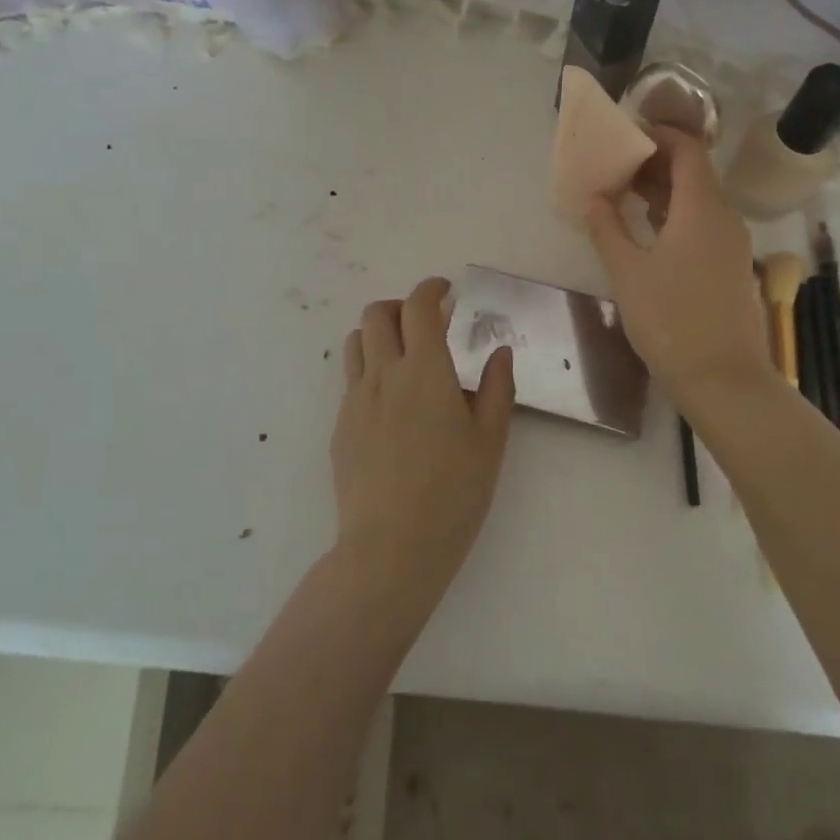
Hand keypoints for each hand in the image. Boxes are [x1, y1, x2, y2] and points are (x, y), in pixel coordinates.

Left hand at [331, 277, 514, 605]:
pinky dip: (370, 369)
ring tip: (404, 356)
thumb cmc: (452, 494)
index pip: (419, 307)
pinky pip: (351, 379)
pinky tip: (392, 404)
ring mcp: (355, 400)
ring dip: (379, 334)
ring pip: (355, 342)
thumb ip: (496, 388)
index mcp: (425, 371)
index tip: (446, 292)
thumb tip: (498, 352)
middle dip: (401, 306)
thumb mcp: (490, 441)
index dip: (431, 289)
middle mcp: (384, 374)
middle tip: (427, 325)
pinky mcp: (341, 427)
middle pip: (377, 314)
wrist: (390, 549)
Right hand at [586, 127, 772, 406]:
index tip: (628, 134)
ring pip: (699, 200)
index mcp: (702, 209)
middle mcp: (724, 218)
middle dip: (656, 163)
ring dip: (665, 191)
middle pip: (694, 173)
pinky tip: (648, 231)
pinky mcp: (730, 266)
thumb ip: (607, 228)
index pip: (688, 150)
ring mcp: (732, 244)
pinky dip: (676, 215)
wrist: (723, 380)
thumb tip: (594, 197)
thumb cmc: (670, 321)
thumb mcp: (628, 273)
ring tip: (625, 194)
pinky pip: (704, 224)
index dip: (660, 135)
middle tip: (617, 166)